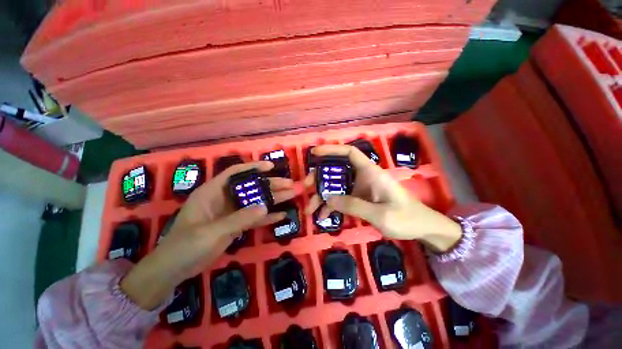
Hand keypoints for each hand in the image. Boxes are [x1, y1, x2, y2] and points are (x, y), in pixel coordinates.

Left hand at [121, 161, 294, 309]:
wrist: (174, 270)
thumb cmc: (185, 246)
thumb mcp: (211, 232)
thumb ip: (239, 218)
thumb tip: (265, 206)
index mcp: (212, 192)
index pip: (235, 173)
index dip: (253, 167)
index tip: (271, 167)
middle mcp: (224, 199)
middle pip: (251, 187)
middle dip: (271, 185)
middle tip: (290, 184)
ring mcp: (231, 212)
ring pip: (256, 202)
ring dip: (273, 199)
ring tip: (291, 195)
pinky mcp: (236, 225)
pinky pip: (255, 218)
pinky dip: (267, 217)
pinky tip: (282, 215)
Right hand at [304, 145, 460, 251]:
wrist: (421, 228)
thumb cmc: (405, 218)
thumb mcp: (380, 214)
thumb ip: (354, 206)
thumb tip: (328, 199)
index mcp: (371, 173)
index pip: (349, 153)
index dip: (332, 149)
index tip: (314, 153)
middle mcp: (363, 177)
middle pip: (337, 171)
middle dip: (319, 178)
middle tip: (305, 188)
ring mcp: (360, 189)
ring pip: (336, 187)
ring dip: (322, 196)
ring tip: (309, 210)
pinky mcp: (360, 199)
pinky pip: (341, 199)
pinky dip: (331, 206)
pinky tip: (322, 217)